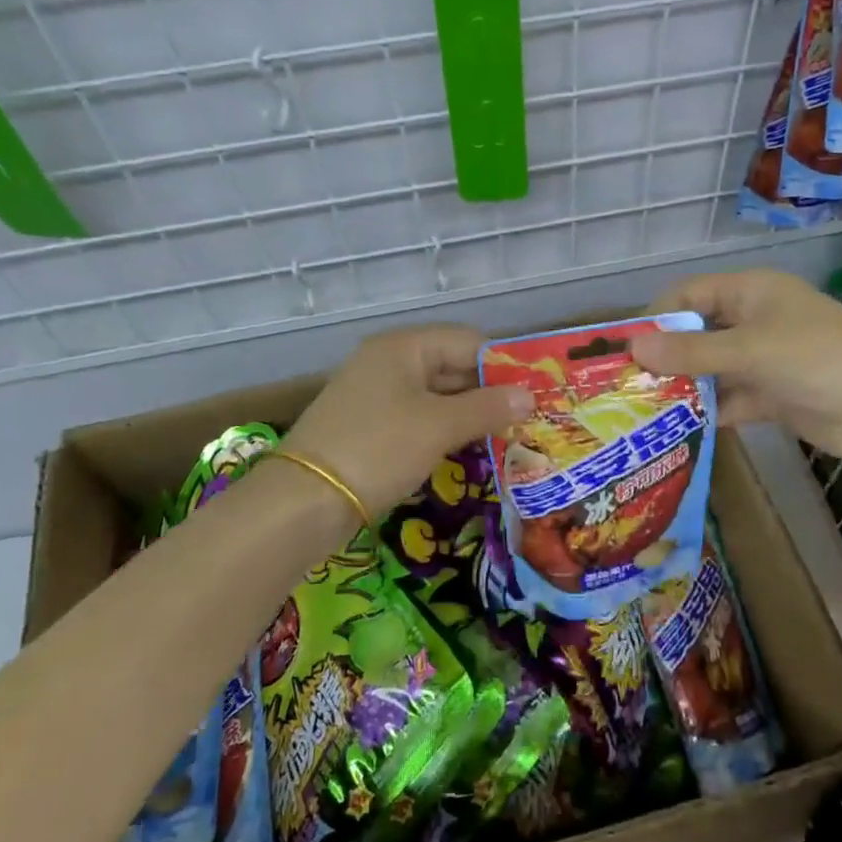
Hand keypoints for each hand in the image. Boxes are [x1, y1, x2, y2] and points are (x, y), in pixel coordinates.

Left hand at [283, 324, 532, 520]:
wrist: (303, 501)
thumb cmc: (378, 449)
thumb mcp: (438, 426)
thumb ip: (487, 407)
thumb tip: (529, 396)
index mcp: (403, 347)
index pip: (468, 341)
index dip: (504, 364)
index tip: (537, 390)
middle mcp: (388, 362)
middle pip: (451, 366)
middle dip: (489, 391)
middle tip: (530, 418)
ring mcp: (375, 394)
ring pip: (436, 395)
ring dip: (469, 413)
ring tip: (509, 435)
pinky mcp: (368, 426)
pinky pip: (418, 418)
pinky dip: (444, 430)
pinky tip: (468, 448)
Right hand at [629, 268, 841, 457]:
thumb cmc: (814, 358)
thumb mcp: (747, 349)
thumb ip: (689, 351)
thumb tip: (633, 349)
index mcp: (751, 291)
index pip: (691, 293)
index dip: (658, 315)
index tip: (625, 345)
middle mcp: (756, 320)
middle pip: (699, 332)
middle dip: (667, 355)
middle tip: (629, 382)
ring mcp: (766, 358)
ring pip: (714, 368)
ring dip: (686, 385)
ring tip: (646, 408)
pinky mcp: (775, 394)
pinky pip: (732, 397)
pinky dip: (711, 410)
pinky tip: (681, 427)